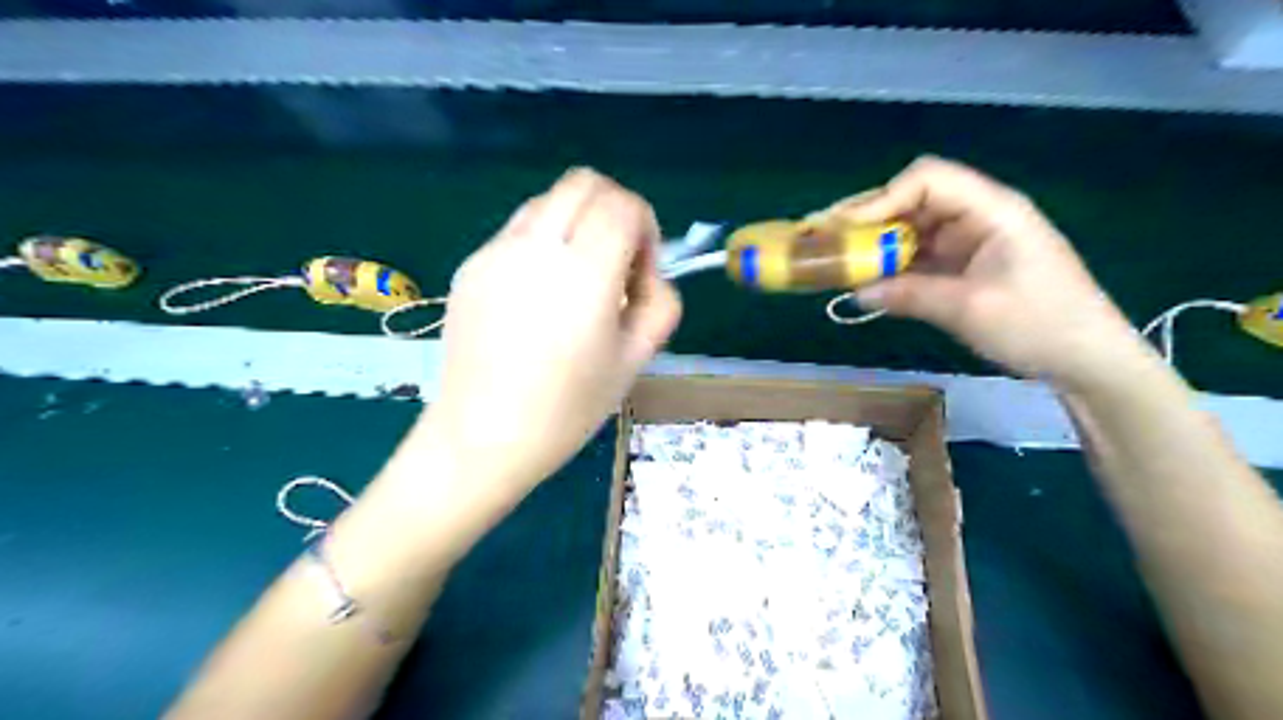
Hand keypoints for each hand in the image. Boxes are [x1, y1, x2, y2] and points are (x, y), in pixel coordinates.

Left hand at [423, 169, 680, 494]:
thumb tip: (647, 274)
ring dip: (577, 222)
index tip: (641, 272)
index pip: (623, 205)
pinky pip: (518, 232)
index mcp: (584, 273)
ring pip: (548, 200)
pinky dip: (543, 243)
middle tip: (616, 261)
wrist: (482, 437)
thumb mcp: (635, 360)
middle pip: (584, 182)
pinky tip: (539, 297)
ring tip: (577, 280)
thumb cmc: (566, 408)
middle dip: (614, 209)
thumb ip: (660, 303)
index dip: (645, 227)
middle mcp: (536, 248)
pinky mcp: (470, 266)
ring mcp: (495, 253)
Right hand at [827, 158, 1146, 390]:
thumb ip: (909, 295)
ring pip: (911, 230)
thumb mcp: (969, 309)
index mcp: (991, 210)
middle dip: (868, 218)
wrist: (1086, 359)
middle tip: (824, 237)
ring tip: (835, 258)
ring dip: (875, 243)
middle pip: (913, 200)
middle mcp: (977, 217)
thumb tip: (856, 293)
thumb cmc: (1039, 325)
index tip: (845, 227)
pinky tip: (865, 279)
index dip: (882, 198)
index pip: (928, 179)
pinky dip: (891, 266)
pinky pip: (919, 257)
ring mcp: (970, 242)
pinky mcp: (964, 267)